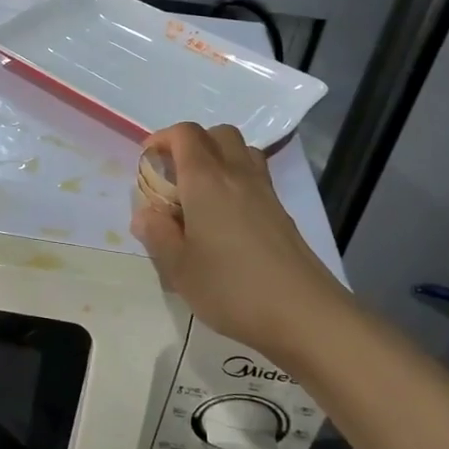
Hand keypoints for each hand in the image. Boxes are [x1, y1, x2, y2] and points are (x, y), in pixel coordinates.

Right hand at [130, 123, 348, 362]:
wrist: (304, 314)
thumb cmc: (231, 288)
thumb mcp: (178, 267)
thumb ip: (156, 234)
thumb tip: (145, 213)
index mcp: (206, 181)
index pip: (185, 134)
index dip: (162, 139)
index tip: (147, 163)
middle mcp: (237, 175)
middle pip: (217, 134)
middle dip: (191, 144)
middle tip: (174, 176)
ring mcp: (265, 193)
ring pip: (241, 151)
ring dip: (217, 158)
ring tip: (200, 192)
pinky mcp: (281, 213)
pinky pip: (255, 177)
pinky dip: (236, 181)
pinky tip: (225, 219)